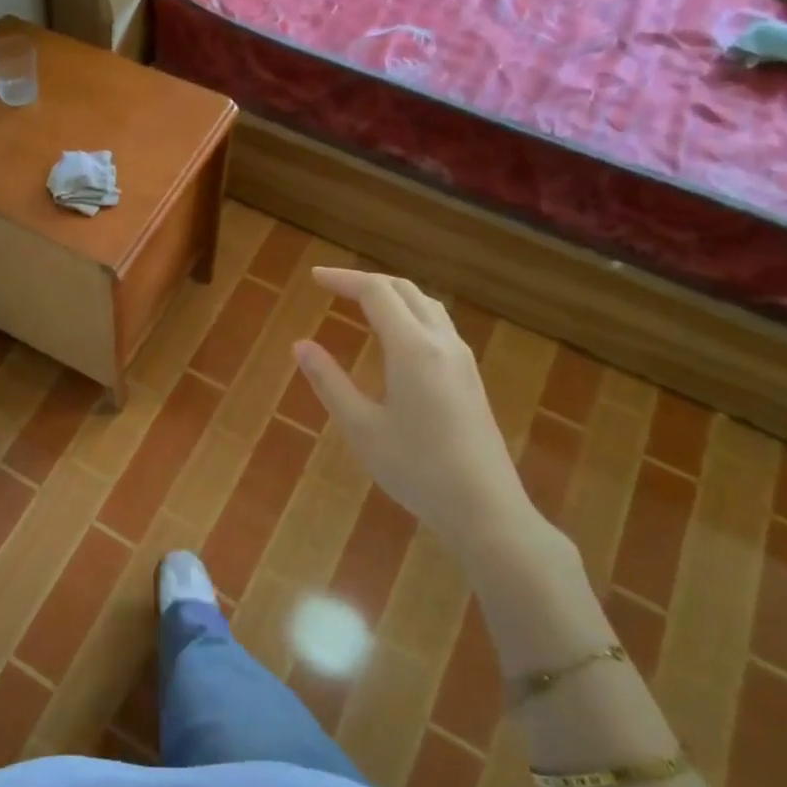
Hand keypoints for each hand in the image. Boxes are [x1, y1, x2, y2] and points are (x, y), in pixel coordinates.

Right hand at [293, 267, 535, 551]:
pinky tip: (395, 337)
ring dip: (392, 294)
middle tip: (332, 287)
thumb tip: (300, 345)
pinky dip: (409, 313)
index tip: (314, 278)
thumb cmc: (416, 469)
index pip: (376, 293)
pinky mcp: (470, 377)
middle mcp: (441, 342)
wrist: (486, 508)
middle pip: (405, 290)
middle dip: (367, 281)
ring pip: (426, 305)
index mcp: (412, 349)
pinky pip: (437, 325)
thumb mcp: (361, 427)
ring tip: (361, 303)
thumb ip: (329, 382)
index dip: (343, 279)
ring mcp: (461, 359)